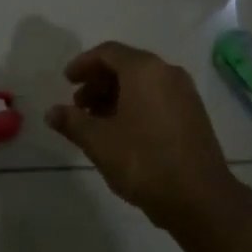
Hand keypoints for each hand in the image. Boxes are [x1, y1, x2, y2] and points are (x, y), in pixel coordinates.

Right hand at [46, 41, 242, 233]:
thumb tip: (52, 112)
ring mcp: (185, 94)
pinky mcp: (193, 115)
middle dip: (98, 82)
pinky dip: (135, 106)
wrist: (200, 198)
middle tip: (77, 105)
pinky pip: (157, 98)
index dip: (83, 64)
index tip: (66, 81)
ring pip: (142, 84)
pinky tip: (121, 132)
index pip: (108, 52)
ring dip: (115, 96)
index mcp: (145, 70)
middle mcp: (168, 73)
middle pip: (126, 66)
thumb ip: (72, 122)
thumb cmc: (144, 161)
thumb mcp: (99, 142)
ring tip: (95, 122)